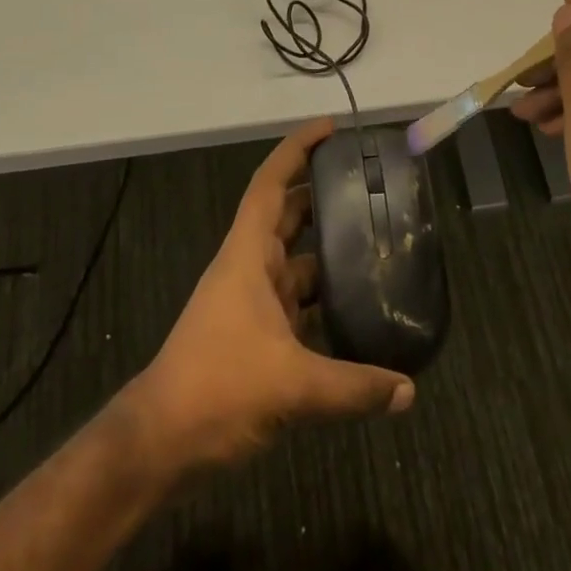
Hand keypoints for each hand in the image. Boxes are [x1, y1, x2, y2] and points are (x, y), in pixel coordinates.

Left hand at [126, 118, 414, 471]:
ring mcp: (251, 302)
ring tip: (378, 246)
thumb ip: (354, 387)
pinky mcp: (256, 335)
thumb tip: (409, 390)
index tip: (331, 128)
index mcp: (248, 254)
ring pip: (297, 262)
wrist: (162, 442)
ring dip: (329, 253)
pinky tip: (358, 314)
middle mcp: (250, 268)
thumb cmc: (218, 387)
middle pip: (289, 216)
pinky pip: (297, 304)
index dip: (297, 149)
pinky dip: (324, 302)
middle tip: (371, 187)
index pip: (271, 183)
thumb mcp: (291, 385)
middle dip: (324, 196)